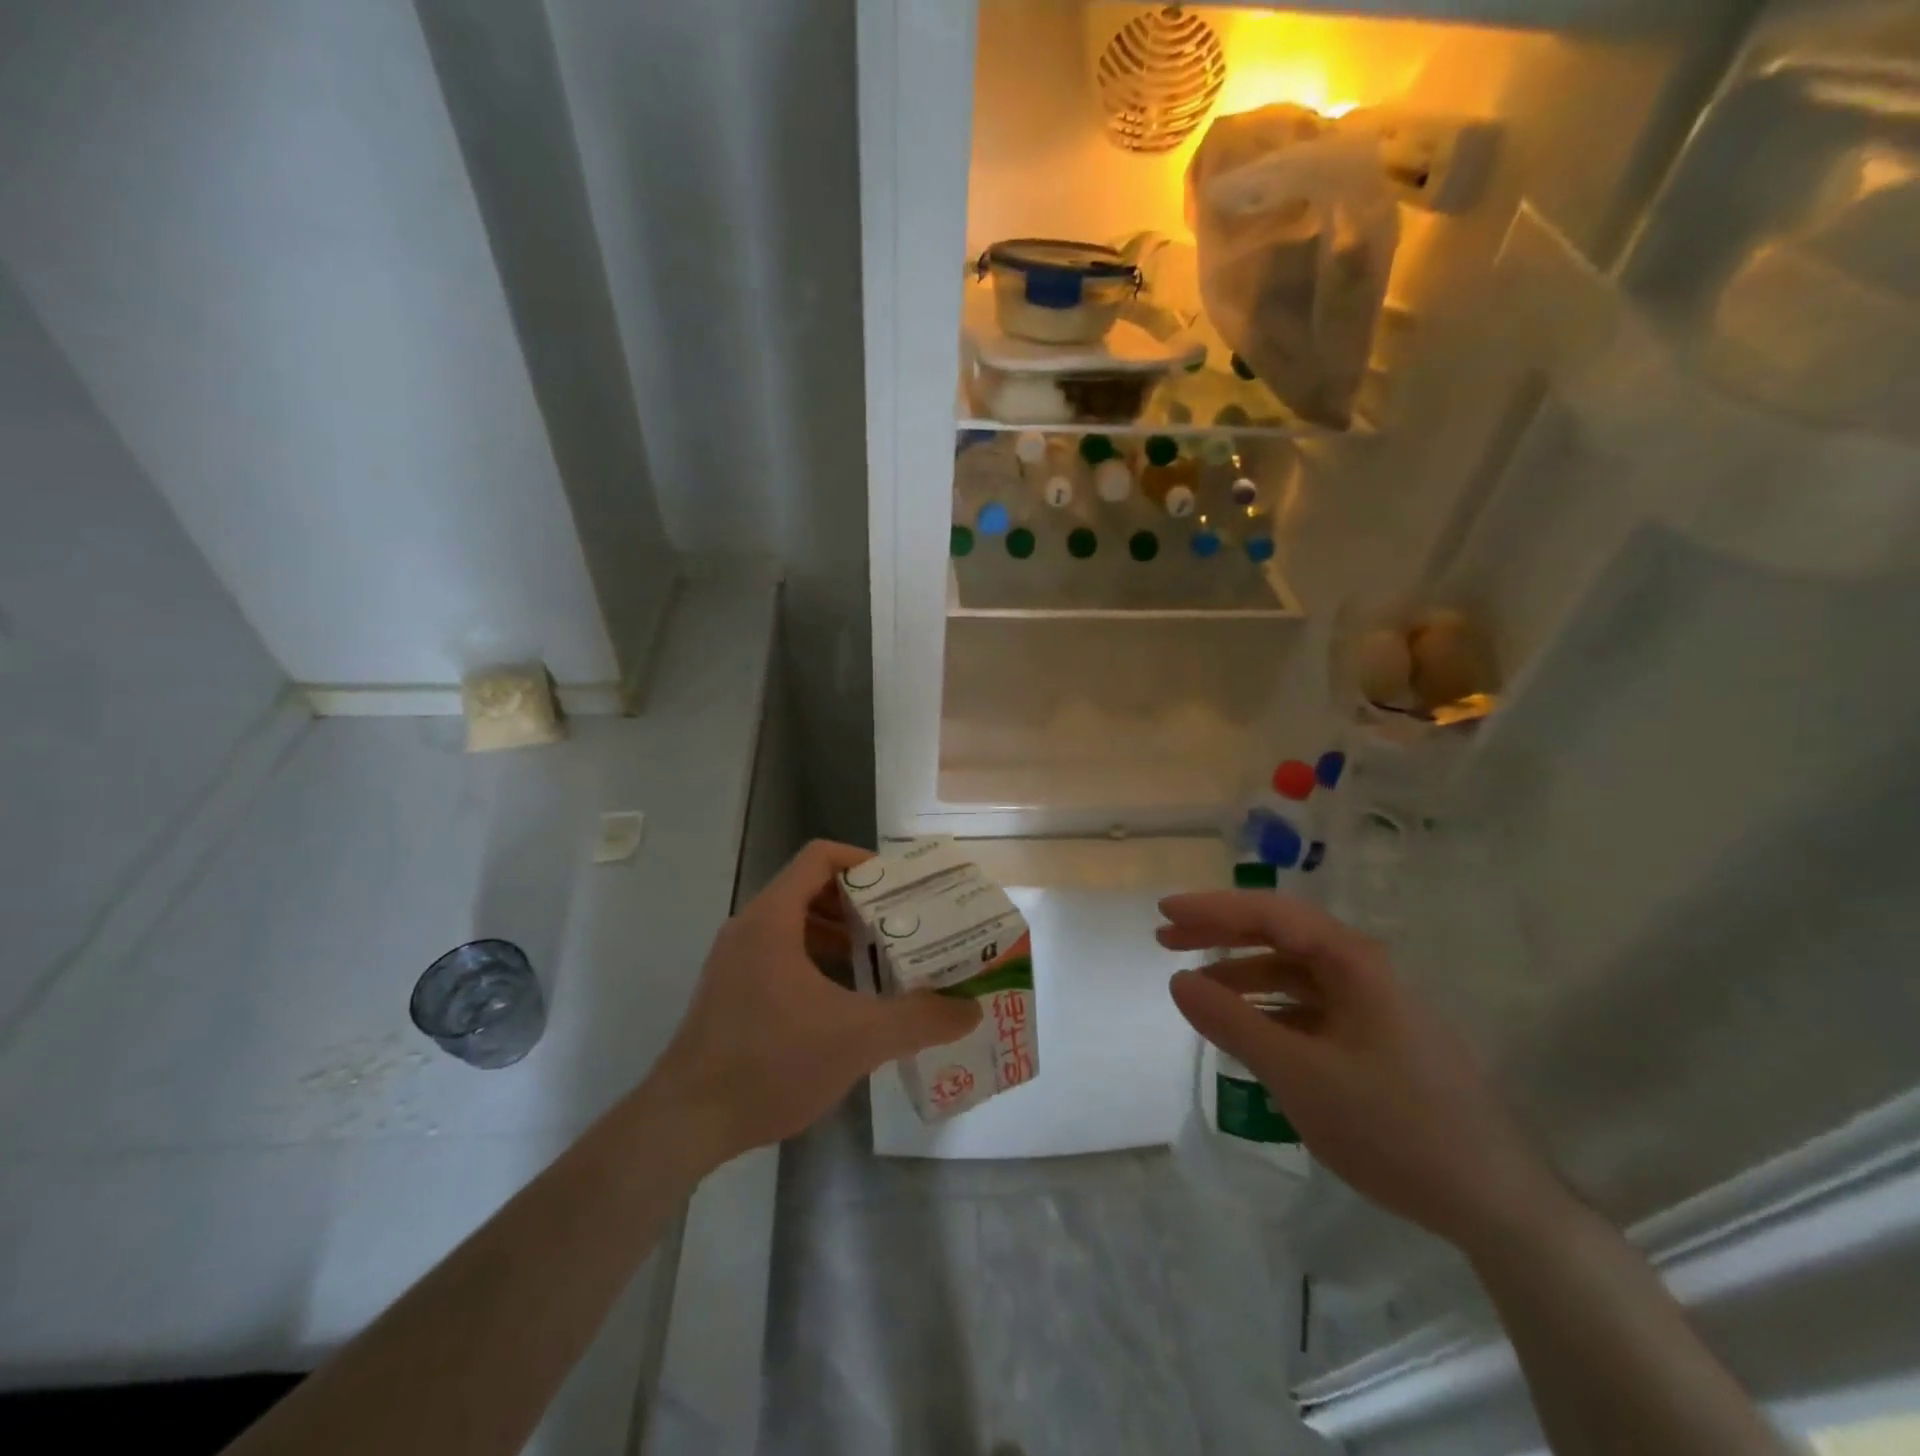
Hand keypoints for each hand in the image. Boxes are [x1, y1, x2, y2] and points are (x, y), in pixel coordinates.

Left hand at [654, 840, 981, 1164]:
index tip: (902, 885)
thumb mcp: (858, 1038)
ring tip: (881, 959)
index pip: (820, 857)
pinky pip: (780, 955)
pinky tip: (845, 999)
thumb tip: (969, 1009)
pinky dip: (816, 960)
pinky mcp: (730, 992)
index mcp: (773, 918)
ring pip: (795, 925)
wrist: (686, 1123)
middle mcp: (750, 928)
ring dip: (839, 934)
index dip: (863, 861)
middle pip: (810, 889)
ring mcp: (735, 961)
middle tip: (903, 923)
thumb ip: (918, 1020)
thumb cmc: (771, 1062)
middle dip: (860, 903)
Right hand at [1161, 891, 1569, 1252]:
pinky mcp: (1377, 1040)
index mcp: (1353, 962)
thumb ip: (1232, 1023)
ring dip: (1242, 974)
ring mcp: (1373, 1006)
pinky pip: (1309, 1008)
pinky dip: (1269, 1010)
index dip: (1212, 909)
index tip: (1164, 913)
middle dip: (1220, 935)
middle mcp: (1363, 971)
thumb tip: (1178, 980)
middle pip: (1280, 935)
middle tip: (1166, 941)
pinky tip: (1246, 1029)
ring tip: (1197, 989)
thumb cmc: (1393, 1127)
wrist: (1495, 1203)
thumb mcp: (1298, 1075)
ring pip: (1293, 973)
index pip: (1269, 914)